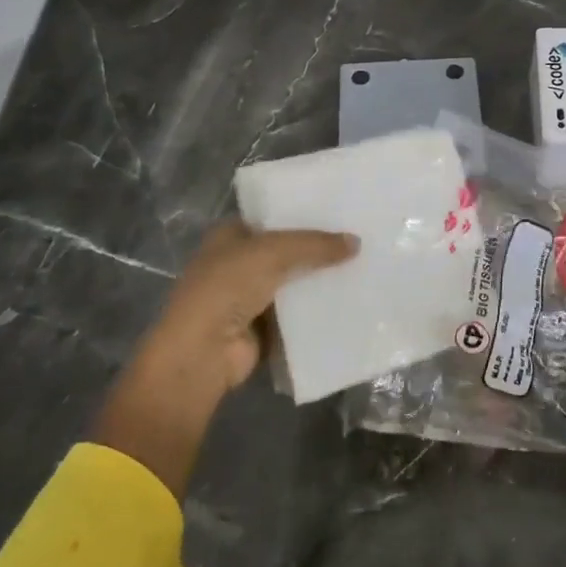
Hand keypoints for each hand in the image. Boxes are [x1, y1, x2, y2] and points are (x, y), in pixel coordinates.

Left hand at [89, 221, 357, 493]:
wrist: (203, 352)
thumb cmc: (228, 287)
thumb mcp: (274, 252)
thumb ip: (316, 244)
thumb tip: (357, 242)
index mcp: (230, 236)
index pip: (272, 218)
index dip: (302, 215)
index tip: (339, 214)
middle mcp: (237, 263)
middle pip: (286, 252)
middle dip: (316, 250)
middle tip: (358, 242)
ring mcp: (248, 298)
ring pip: (293, 283)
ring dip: (319, 281)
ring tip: (362, 269)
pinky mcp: (261, 328)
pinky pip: (296, 314)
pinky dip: (316, 311)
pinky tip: (348, 302)